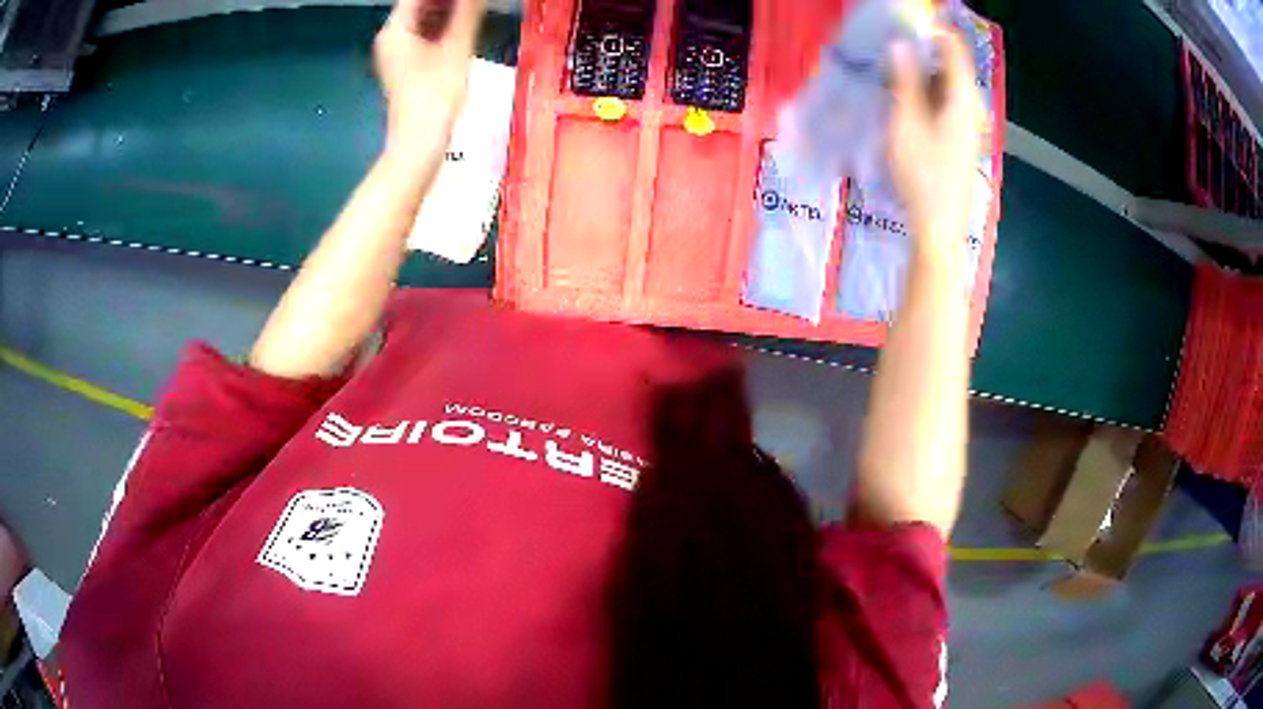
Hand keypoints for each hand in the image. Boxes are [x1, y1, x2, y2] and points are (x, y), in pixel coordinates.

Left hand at [375, 0, 485, 155]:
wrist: (419, 143)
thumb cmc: (436, 96)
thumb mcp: (457, 48)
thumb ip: (468, 12)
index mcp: (396, 30)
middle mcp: (390, 37)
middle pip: (418, 4)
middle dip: (447, 1)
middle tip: (475, 2)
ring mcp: (396, 53)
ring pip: (422, 19)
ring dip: (447, 10)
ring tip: (474, 9)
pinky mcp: (405, 65)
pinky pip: (423, 35)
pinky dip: (442, 26)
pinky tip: (464, 25)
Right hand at [888, 27, 982, 255]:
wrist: (940, 227)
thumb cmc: (923, 174)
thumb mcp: (906, 122)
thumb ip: (905, 80)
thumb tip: (901, 44)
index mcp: (963, 98)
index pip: (954, 48)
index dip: (932, 30)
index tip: (903, 24)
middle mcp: (972, 107)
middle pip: (951, 65)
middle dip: (922, 51)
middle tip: (889, 49)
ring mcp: (968, 125)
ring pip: (947, 85)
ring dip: (921, 73)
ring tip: (890, 72)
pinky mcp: (961, 139)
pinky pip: (946, 103)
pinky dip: (927, 93)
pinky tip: (904, 101)